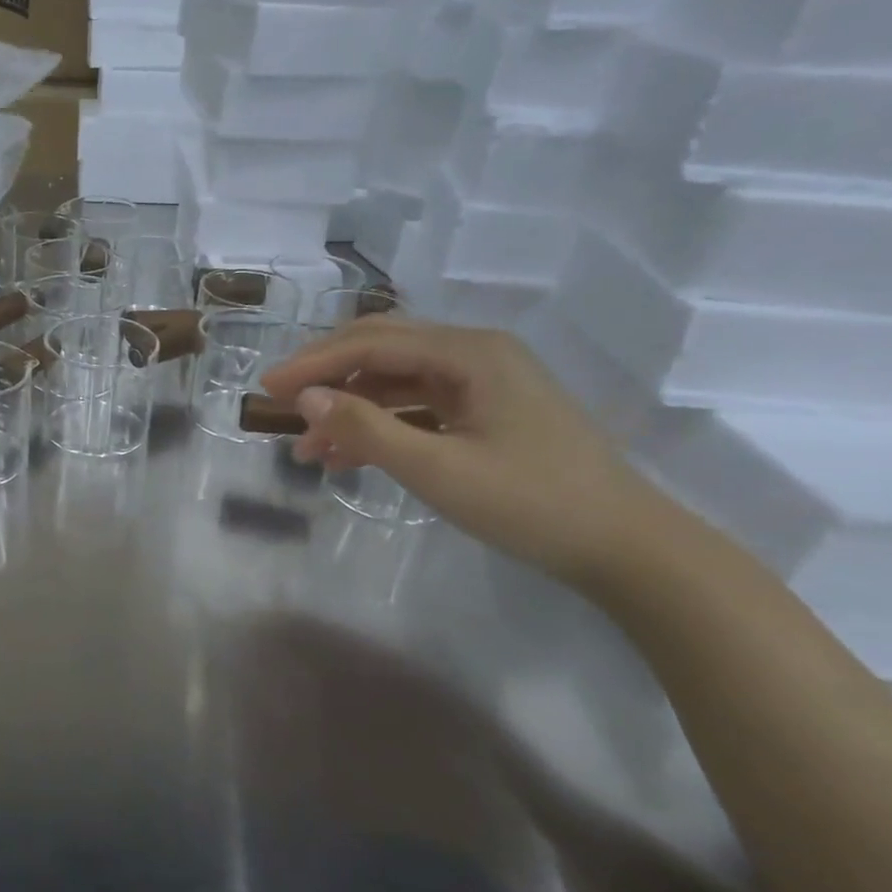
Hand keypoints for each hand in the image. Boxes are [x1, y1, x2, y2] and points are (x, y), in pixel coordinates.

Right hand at [260, 318, 674, 587]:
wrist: (625, 548)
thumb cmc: (531, 504)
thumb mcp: (438, 470)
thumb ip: (366, 429)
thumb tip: (305, 398)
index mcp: (470, 352)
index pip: (371, 344)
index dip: (313, 363)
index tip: (266, 388)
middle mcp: (475, 353)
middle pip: (381, 350)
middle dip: (326, 376)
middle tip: (279, 403)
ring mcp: (483, 382)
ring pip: (395, 380)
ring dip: (349, 408)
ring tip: (307, 449)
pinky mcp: (486, 411)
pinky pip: (417, 406)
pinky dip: (380, 426)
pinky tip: (349, 456)